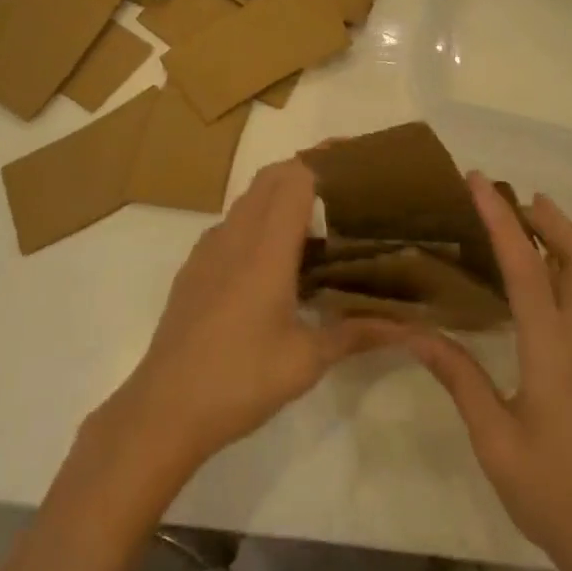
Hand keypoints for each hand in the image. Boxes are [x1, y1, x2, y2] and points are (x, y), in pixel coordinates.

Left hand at [106, 160, 396, 475]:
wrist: (163, 409)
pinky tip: (274, 260)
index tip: (355, 165)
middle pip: (270, 177)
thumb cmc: (240, 380)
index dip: (324, 162)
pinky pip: (231, 225)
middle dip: (305, 170)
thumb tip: (408, 327)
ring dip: (279, 195)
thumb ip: (355, 332)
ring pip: (248, 199)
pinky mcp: (194, 268)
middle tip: (343, 191)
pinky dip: (256, 221)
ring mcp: (208, 249)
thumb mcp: (306, 361)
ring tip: (315, 223)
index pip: (295, 178)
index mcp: (266, 248)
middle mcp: (235, 236)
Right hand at [402, 175, 571, 570]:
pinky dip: (563, 269)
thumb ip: (458, 377)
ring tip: (525, 222)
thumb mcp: (493, 438)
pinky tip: (536, 282)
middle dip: (550, 219)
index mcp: (554, 351)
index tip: (478, 181)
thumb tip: (414, 331)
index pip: (527, 268)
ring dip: (562, 240)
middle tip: (512, 195)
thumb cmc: (553, 493)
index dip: (501, 219)